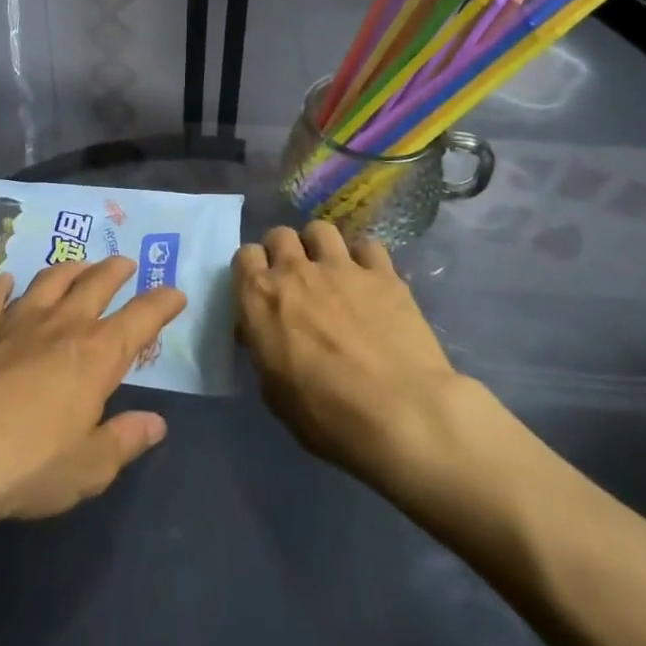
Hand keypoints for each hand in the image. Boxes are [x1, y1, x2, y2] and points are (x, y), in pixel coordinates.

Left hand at [0, 258, 185, 533]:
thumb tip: (156, 422)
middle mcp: (60, 325)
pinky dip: (3, 285)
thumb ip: (123, 441)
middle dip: (116, 271)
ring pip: (49, 281)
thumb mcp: (87, 468)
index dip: (162, 303)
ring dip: (69, 269)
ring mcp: (14, 321)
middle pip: (96, 284)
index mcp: (96, 355)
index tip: (176, 293)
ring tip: (79, 265)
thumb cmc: (25, 465)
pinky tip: (5, 280)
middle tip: (126, 263)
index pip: (141, 318)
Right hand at [233, 223, 472, 495]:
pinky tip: (370, 282)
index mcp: (260, 299)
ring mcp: (341, 267)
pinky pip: (367, 246)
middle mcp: (295, 271)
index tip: (261, 290)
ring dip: (319, 246)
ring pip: (321, 229)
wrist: (402, 414)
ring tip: (330, 271)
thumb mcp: (275, 392)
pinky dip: (364, 259)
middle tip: (295, 280)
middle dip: (283, 251)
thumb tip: (268, 335)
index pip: (244, 256)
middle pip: (280, 235)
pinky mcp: (383, 273)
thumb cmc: (327, 416)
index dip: (252, 271)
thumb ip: (266, 349)